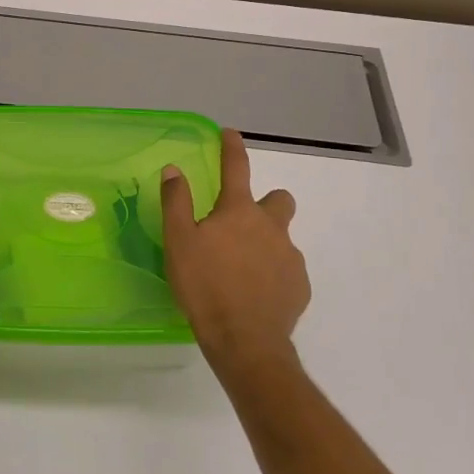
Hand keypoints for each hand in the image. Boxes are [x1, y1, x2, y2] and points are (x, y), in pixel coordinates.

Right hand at [162, 129, 309, 379]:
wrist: (245, 340)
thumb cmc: (205, 285)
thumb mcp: (178, 241)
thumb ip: (176, 202)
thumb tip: (173, 169)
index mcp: (239, 212)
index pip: (236, 168)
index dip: (232, 147)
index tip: (230, 133)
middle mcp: (270, 227)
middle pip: (279, 200)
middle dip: (266, 203)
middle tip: (241, 222)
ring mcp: (289, 257)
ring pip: (282, 237)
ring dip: (265, 242)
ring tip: (240, 267)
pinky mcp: (300, 286)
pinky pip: (287, 269)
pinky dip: (273, 273)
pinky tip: (254, 291)